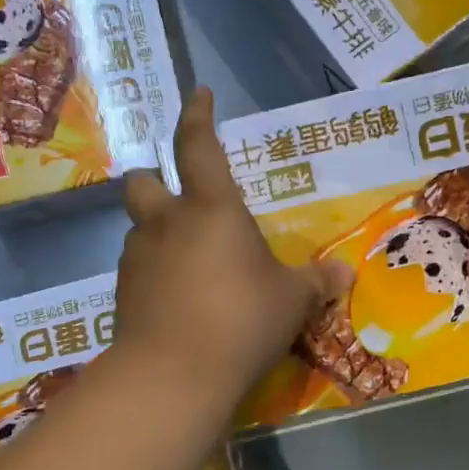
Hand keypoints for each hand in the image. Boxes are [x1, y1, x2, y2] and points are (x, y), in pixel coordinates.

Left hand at [116, 88, 350, 402]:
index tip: (199, 94)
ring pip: (139, 229)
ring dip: (158, 233)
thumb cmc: (242, 320)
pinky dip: (154, 272)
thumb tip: (346, 273)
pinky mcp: (122, 294)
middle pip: (143, 181)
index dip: (197, 115)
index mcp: (211, 208)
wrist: (174, 375)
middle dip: (155, 181)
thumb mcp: (291, 302)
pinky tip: (176, 299)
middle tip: (179, 201)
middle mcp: (167, 223)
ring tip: (187, 262)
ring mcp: (137, 258)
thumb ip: (316, 283)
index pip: (197, 145)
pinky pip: (137, 268)